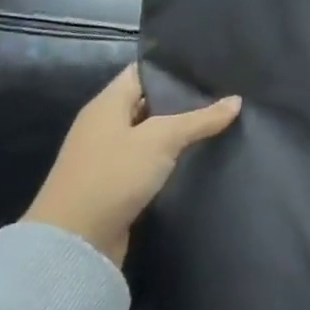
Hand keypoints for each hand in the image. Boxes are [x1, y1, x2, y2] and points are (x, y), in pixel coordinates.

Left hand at [22, 65, 239, 266]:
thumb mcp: (161, 140)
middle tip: (224, 92)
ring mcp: (107, 156)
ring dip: (178, 130)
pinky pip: (147, 160)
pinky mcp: (114, 185)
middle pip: (148, 102)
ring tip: (219, 121)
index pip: (143, 71)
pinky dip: (169, 157)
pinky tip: (197, 155)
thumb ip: (200, 118)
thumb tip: (236, 100)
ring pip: (150, 133)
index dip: (173, 66)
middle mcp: (104, 125)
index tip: (209, 65)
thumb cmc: (112, 176)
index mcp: (107, 104)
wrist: (73, 244)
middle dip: (182, 99)